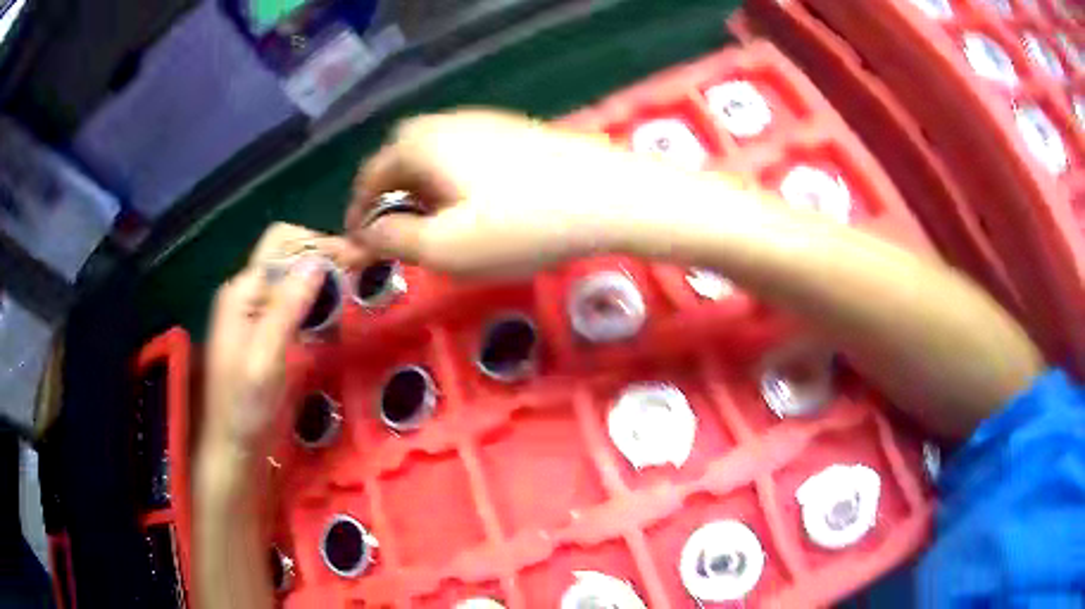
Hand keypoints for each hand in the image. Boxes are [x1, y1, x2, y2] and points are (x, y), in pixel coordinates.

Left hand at [197, 223, 355, 484]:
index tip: (354, 261)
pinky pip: (288, 296)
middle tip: (359, 272)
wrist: (232, 444)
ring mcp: (251, 309)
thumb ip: (286, 307)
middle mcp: (245, 291)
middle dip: (322, 254)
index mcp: (241, 291)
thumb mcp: (266, 358)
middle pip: (286, 251)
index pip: (282, 242)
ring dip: (320, 274)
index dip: (318, 244)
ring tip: (351, 286)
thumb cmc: (245, 407)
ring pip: (289, 273)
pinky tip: (330, 309)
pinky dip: (312, 295)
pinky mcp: (260, 327)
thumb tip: (317, 260)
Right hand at [345, 110, 695, 276]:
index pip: (371, 174)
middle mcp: (447, 123)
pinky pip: (464, 153)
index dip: (359, 210)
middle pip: (400, 156)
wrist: (610, 196)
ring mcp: (485, 122)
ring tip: (435, 224)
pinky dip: (453, 179)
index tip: (361, 243)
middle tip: (398, 231)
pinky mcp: (515, 131)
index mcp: (421, 144)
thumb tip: (368, 233)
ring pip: (434, 154)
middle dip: (391, 194)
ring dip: (422, 187)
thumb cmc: (521, 225)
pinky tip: (475, 204)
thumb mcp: (446, 247)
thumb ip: (396, 239)